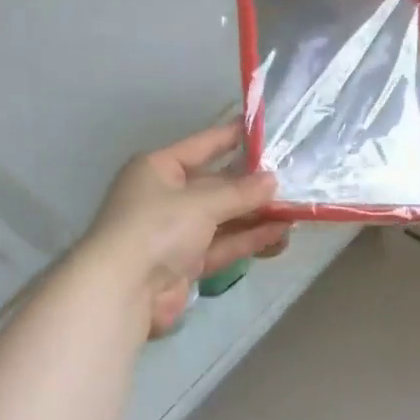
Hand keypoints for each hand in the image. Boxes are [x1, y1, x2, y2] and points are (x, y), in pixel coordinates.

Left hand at [85, 124, 289, 335]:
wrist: (125, 289)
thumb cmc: (157, 228)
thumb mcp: (201, 202)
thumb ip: (240, 192)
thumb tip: (273, 181)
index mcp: (158, 169)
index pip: (201, 145)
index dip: (232, 137)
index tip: (265, 130)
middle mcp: (166, 197)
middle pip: (215, 185)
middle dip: (251, 185)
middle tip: (293, 179)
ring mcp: (176, 233)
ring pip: (222, 219)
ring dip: (255, 216)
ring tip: (295, 211)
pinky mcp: (186, 264)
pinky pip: (222, 246)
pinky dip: (247, 240)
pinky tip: (278, 234)